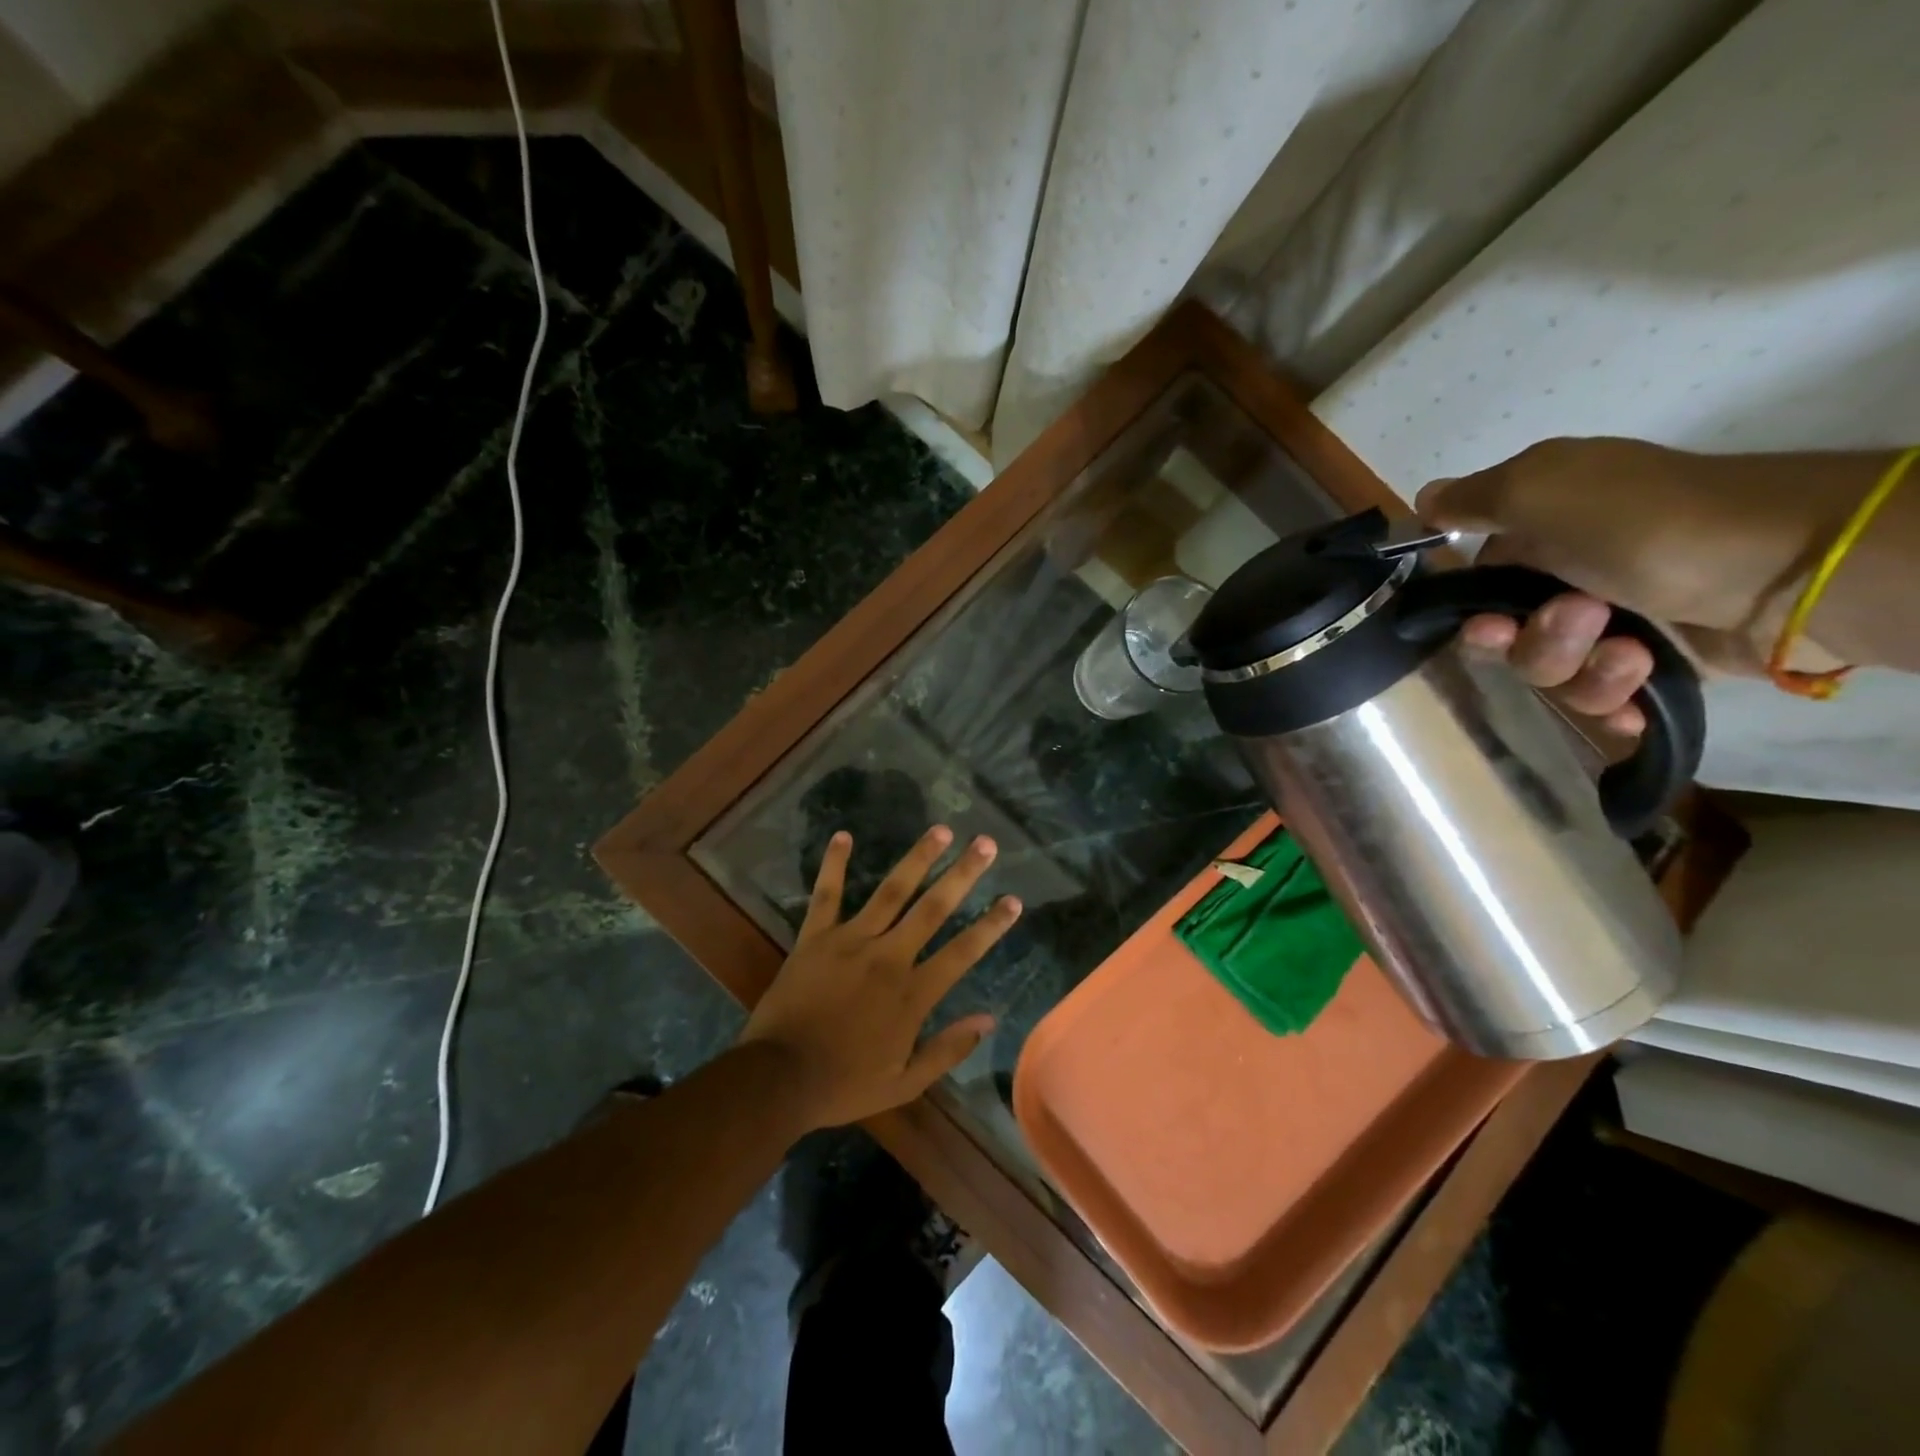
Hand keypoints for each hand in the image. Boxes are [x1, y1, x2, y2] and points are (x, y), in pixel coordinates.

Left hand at [738, 824, 1020, 1131]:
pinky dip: (834, 865)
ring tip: (940, 830)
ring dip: (917, 858)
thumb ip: (947, 1050)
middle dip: (962, 874)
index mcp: (912, 993)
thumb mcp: (904, 1083)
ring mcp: (850, 941)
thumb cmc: (844, 1084)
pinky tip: (843, 835)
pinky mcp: (815, 937)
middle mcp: (888, 957)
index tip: (1013, 899)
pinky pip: (827, 895)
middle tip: (985, 843)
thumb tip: (989, 1020)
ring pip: (890, 891)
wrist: (778, 1079)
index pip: (962, 951)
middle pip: (933, 908)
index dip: (991, 925)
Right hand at [1416, 437, 1838, 734]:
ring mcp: (1615, 622)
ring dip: (1580, 669)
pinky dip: (1611, 702)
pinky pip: (1602, 698)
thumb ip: (1474, 500)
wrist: (1792, 563)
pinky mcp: (1656, 662)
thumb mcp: (1543, 489)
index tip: (1486, 623)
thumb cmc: (1648, 521)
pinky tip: (1631, 700)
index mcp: (1543, 534)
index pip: (1477, 585)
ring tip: (1631, 650)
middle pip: (1507, 638)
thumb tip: (1423, 500)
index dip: (1471, 611)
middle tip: (1577, 621)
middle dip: (1531, 644)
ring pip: (1551, 673)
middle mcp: (1571, 577)